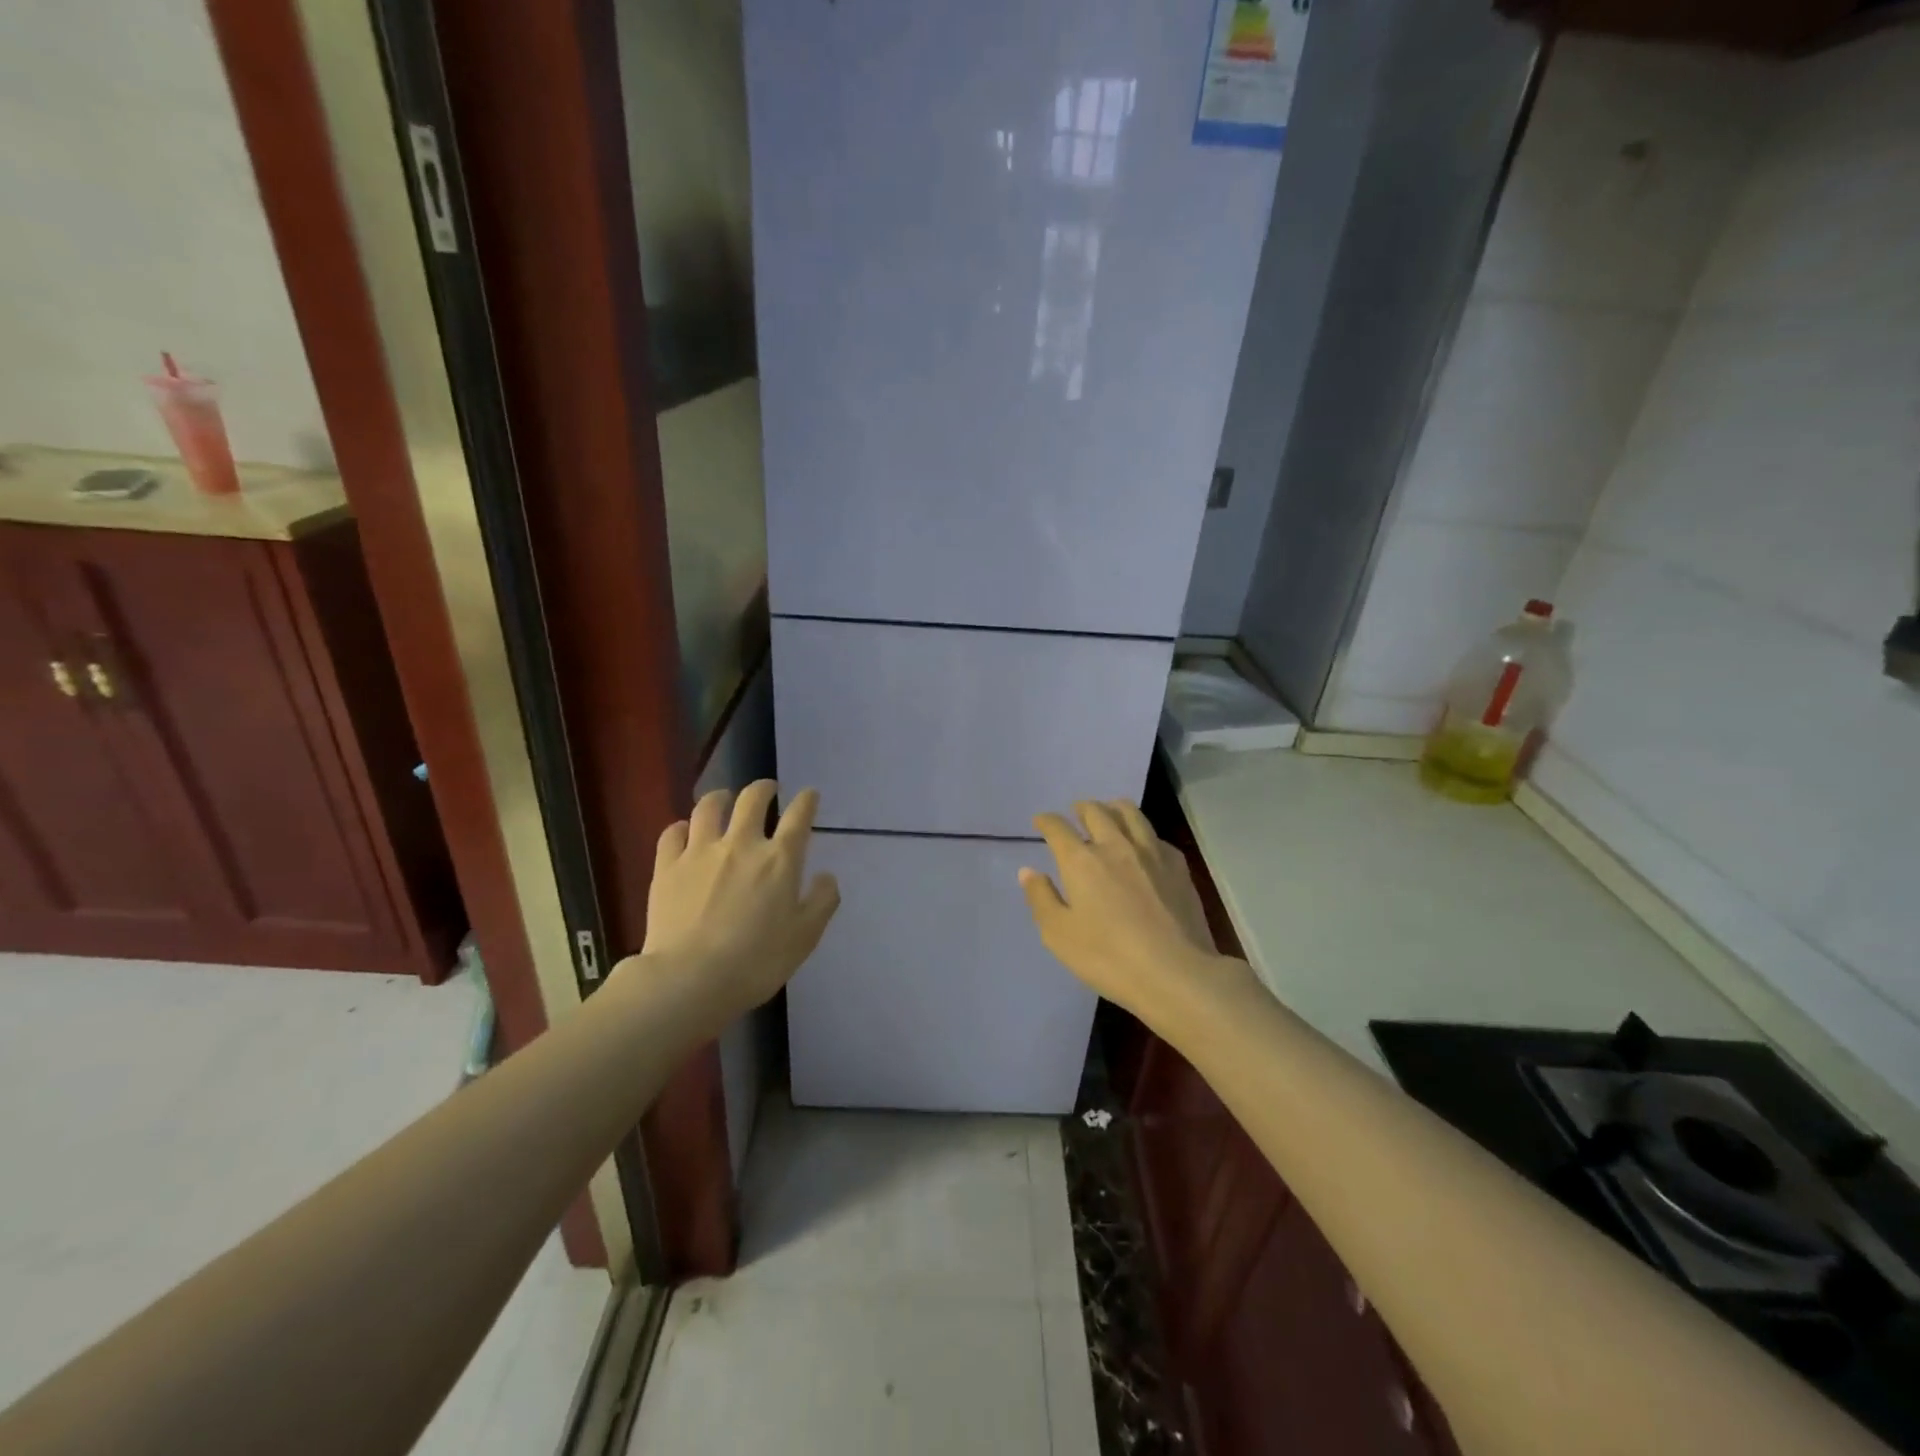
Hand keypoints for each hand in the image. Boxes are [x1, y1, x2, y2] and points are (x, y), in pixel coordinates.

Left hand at [637, 780, 839, 1024]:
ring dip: (720, 797)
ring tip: (723, 799)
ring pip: (709, 807)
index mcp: (779, 859)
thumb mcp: (805, 937)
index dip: (807, 801)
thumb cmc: (756, 961)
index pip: (798, 816)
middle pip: (753, 799)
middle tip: (767, 789)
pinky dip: (682, 826)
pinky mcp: (667, 866)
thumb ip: (822, 901)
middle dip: (764, 788)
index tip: (810, 795)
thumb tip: (826, 876)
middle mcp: (741, 844)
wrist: (690, 979)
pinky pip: (673, 833)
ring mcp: (700, 852)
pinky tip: (685, 831)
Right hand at [1019, 800, 1245, 1028]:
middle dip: (1081, 808)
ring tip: (1108, 813)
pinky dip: (1142, 832)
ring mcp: (1151, 852)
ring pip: (1130, 813)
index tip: (1040, 821)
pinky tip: (1143, 845)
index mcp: (1081, 861)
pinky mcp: (1178, 865)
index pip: (1058, 828)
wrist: (1176, 973)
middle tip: (1075, 812)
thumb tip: (1028, 870)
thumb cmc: (1108, 957)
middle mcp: (1115, 845)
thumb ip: (1041, 898)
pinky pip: (1155, 835)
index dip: (1046, 821)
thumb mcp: (1059, 935)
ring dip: (1113, 808)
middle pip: (1096, 811)